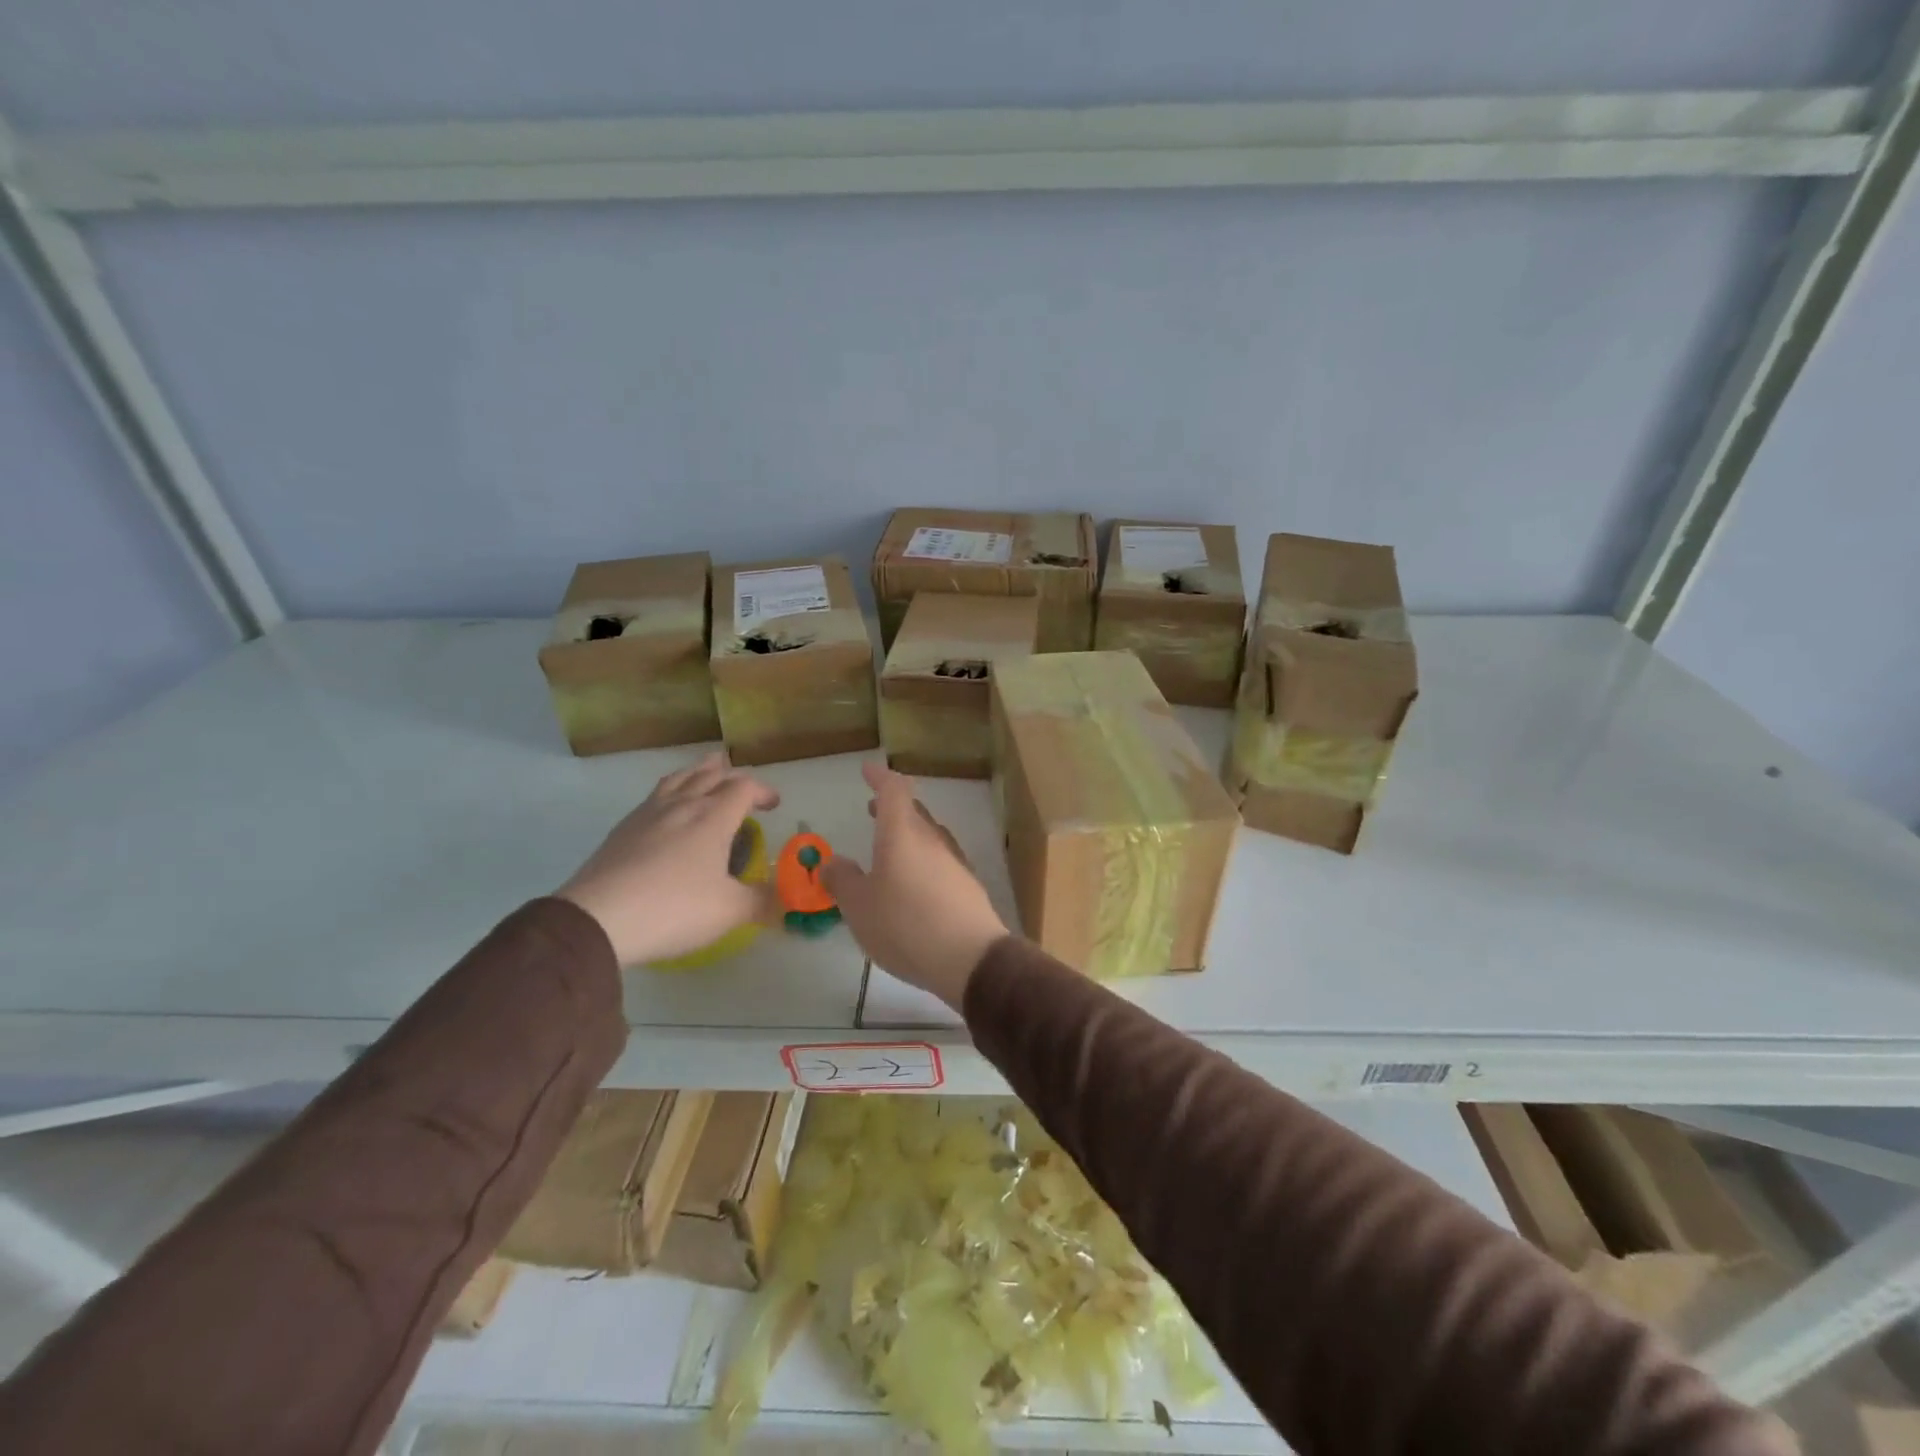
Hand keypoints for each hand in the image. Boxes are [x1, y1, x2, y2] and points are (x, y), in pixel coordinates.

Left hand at [557, 752, 780, 965]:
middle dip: (730, 775)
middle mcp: (682, 805)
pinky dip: (671, 790)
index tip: (774, 805)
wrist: (597, 919)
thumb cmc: (673, 908)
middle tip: (741, 783)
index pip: (743, 788)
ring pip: (678, 779)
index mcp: (713, 817)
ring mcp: (648, 814)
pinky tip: (667, 807)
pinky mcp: (622, 829)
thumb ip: (762, 902)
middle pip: (709, 775)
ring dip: (697, 773)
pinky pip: (654, 795)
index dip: (762, 791)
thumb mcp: (729, 911)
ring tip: (706, 772)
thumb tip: (786, 903)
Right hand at [823, 762, 1007, 1009]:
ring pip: (928, 835)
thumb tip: (831, 862)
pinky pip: (939, 860)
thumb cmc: (906, 925)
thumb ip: (842, 881)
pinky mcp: (967, 885)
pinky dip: (922, 859)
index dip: (880, 778)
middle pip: (913, 811)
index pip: (893, 790)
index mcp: (902, 834)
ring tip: (889, 846)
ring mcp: (954, 861)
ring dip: (908, 833)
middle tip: (872, 809)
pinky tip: (913, 883)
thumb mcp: (860, 907)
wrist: (971, 958)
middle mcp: (931, 839)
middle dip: (892, 806)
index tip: (867, 770)